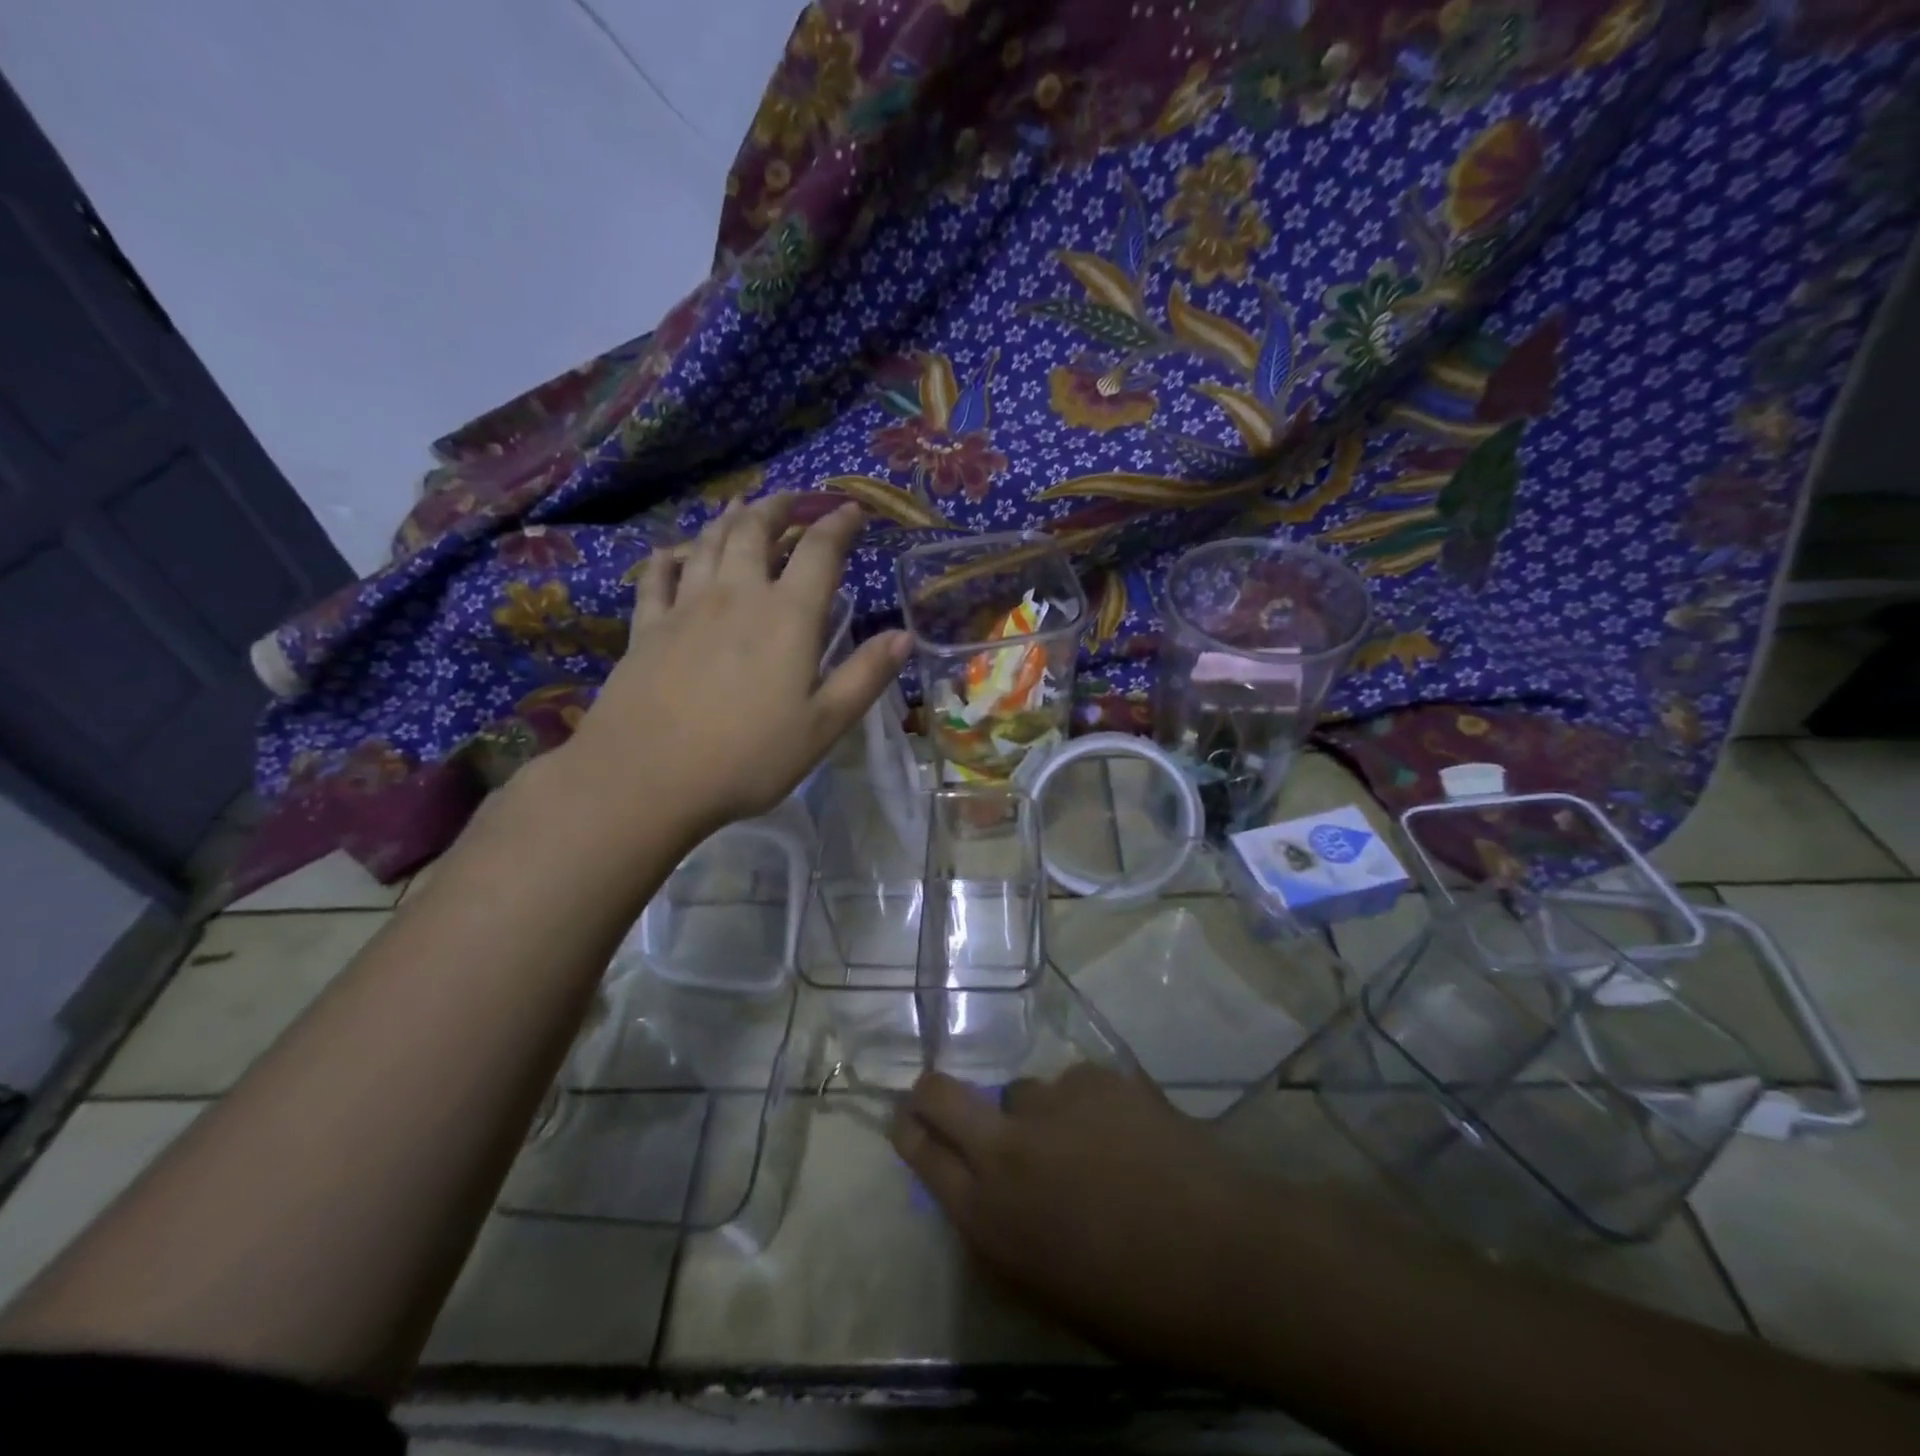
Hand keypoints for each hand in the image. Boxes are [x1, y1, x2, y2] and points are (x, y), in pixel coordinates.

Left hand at [564, 495, 909, 837]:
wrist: (647, 778)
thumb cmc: (748, 757)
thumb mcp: (823, 726)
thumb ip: (865, 676)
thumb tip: (904, 636)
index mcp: (787, 617)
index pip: (819, 552)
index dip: (838, 525)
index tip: (852, 511)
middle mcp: (736, 596)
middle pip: (756, 531)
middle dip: (779, 509)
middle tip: (793, 501)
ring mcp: (685, 608)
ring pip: (708, 544)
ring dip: (730, 520)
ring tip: (743, 508)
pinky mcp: (647, 628)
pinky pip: (657, 578)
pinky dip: (669, 558)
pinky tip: (672, 552)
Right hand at [891, 1065, 1283, 1372]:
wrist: (1226, 1259)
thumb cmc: (1136, 1307)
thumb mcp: (1046, 1289)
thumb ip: (1004, 1233)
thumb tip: (987, 1193)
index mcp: (989, 1215)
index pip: (922, 1154)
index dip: (909, 1132)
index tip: (907, 1121)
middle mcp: (1007, 1148)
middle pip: (941, 1096)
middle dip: (930, 1094)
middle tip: (937, 1097)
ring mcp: (1053, 1103)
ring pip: (1023, 1091)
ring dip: (1039, 1114)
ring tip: (1088, 1144)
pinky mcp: (1098, 1077)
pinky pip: (1077, 1085)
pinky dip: (1090, 1106)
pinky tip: (1129, 1134)